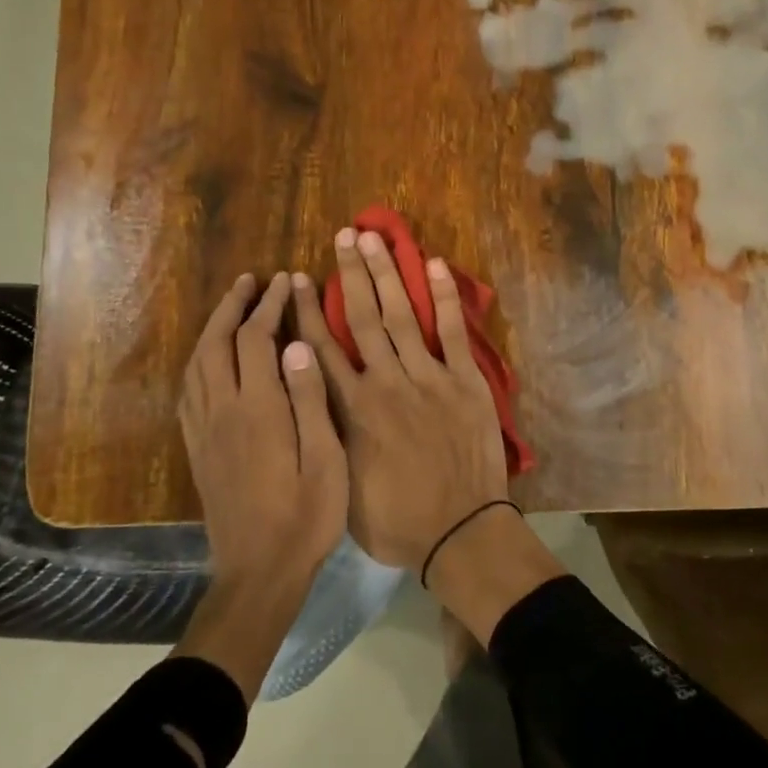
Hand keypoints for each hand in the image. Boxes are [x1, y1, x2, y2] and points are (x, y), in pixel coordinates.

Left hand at [178, 273, 347, 590]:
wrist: (258, 572)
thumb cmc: (306, 517)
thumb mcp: (326, 459)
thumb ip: (309, 399)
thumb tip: (296, 345)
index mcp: (258, 410)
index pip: (256, 340)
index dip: (270, 306)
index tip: (285, 281)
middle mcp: (223, 411)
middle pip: (217, 343)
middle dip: (233, 306)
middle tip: (250, 280)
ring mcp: (204, 430)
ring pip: (197, 364)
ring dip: (212, 328)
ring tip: (231, 307)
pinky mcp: (196, 449)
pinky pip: (188, 391)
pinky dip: (198, 361)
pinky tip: (210, 359)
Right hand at [291, 229, 508, 572]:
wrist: (461, 532)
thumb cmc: (398, 520)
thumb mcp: (344, 486)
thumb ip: (329, 435)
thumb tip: (314, 400)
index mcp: (353, 409)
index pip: (323, 348)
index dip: (311, 310)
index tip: (302, 279)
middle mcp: (386, 382)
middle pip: (364, 318)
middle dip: (353, 273)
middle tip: (345, 235)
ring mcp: (429, 377)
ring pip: (402, 315)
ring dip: (389, 273)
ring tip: (378, 237)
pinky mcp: (464, 381)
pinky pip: (451, 332)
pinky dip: (443, 298)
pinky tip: (434, 265)